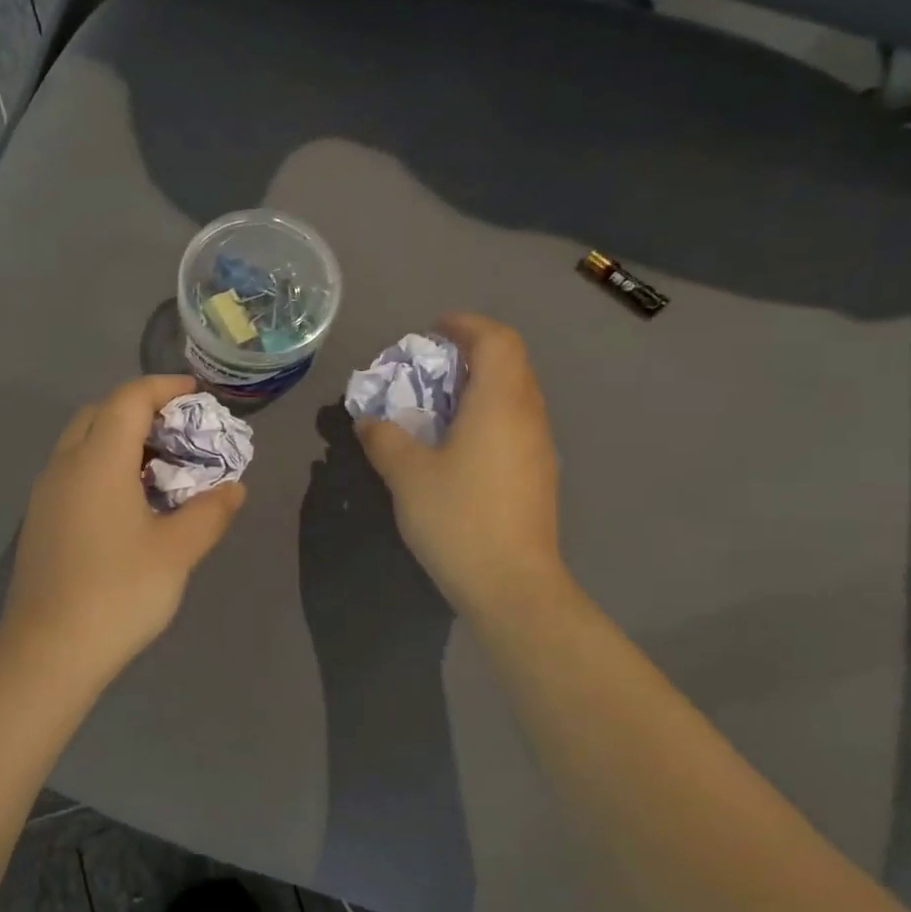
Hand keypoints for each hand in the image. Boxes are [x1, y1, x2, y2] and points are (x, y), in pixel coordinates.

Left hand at [0, 375, 247, 684]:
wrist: (47, 652)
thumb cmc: (119, 593)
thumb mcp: (177, 551)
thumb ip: (210, 512)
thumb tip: (234, 488)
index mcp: (97, 461)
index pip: (128, 399)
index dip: (163, 388)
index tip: (196, 394)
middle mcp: (65, 465)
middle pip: (100, 412)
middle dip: (141, 408)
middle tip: (179, 429)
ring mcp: (46, 492)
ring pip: (82, 440)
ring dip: (120, 436)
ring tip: (160, 463)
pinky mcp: (41, 518)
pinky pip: (74, 468)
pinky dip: (103, 462)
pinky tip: (129, 498)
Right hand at [356, 314, 572, 619]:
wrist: (512, 586)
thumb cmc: (458, 518)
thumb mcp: (406, 474)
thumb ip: (384, 438)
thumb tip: (370, 421)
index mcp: (500, 402)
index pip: (497, 339)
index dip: (466, 325)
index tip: (433, 330)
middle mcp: (529, 415)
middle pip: (511, 362)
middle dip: (472, 352)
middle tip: (430, 366)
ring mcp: (540, 447)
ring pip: (516, 394)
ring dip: (481, 386)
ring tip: (440, 403)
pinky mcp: (540, 475)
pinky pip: (516, 423)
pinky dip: (488, 414)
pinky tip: (459, 444)